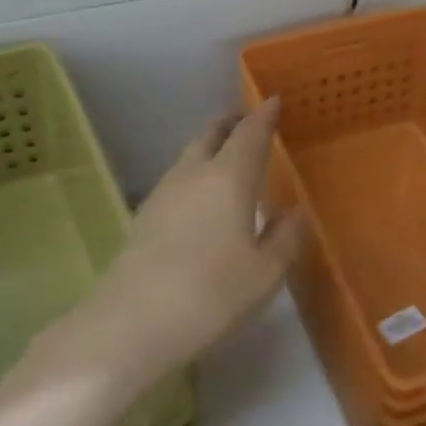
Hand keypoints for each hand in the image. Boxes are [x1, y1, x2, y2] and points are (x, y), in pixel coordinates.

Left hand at [68, 100, 302, 382]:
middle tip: (249, 122)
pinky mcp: (144, 216)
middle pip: (211, 133)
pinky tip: (203, 198)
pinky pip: (177, 179)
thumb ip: (285, 237)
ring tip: (229, 158)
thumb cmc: (212, 294)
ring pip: (190, 155)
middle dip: (231, 123)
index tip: (274, 101)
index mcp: (229, 178)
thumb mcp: (266, 273)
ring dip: (211, 147)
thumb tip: (293, 212)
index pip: (250, 133)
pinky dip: (196, 173)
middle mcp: (193, 174)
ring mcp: (162, 193)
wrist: (132, 324)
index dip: (264, 115)